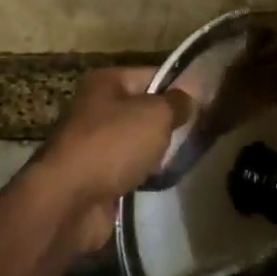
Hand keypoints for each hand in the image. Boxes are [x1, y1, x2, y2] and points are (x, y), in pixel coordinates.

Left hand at [35, 67, 192, 247]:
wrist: (69, 200)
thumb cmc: (112, 145)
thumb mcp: (155, 115)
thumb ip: (177, 103)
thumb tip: (189, 98)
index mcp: (106, 82)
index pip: (152, 74)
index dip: (180, 86)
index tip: (207, 102)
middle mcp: (96, 108)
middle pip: (143, 109)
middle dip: (169, 122)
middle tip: (202, 132)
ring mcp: (93, 143)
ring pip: (136, 141)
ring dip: (156, 151)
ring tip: (187, 156)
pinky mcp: (94, 176)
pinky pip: (128, 168)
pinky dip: (143, 173)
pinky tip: (163, 179)